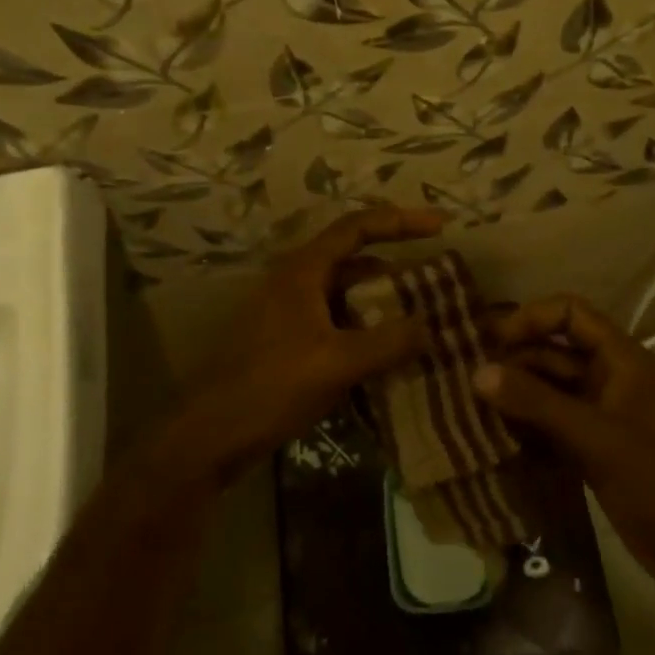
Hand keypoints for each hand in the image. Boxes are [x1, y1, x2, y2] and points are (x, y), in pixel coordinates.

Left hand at [164, 207, 444, 485]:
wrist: (212, 432)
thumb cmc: (272, 386)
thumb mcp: (337, 364)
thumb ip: (388, 342)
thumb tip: (429, 326)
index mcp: (303, 270)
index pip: (358, 227)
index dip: (401, 221)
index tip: (442, 226)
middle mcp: (296, 280)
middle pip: (355, 259)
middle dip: (398, 268)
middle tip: (439, 283)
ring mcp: (290, 310)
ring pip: (347, 293)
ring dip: (383, 302)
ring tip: (424, 318)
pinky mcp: (289, 339)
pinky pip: (338, 321)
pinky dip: (366, 328)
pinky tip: (390, 351)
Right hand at [475, 295, 654, 593]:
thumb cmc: (654, 478)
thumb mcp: (593, 435)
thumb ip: (535, 402)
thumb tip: (478, 373)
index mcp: (620, 358)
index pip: (569, 314)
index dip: (530, 318)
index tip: (491, 341)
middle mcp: (608, 377)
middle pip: (552, 351)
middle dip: (512, 360)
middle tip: (466, 376)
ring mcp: (598, 413)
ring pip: (547, 389)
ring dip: (514, 394)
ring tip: (469, 405)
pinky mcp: (589, 446)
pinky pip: (549, 422)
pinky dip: (524, 424)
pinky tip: (491, 435)